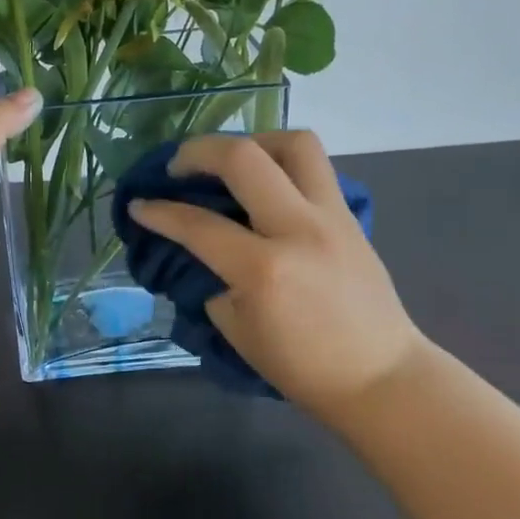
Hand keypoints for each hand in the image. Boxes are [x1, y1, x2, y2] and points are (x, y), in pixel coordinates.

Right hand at [127, 132, 427, 422]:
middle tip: (178, 167)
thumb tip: (198, 247)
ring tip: (231, 162)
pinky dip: (280, 162)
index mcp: (264, 269)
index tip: (138, 205)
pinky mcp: (349, 216)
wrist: (381, 377)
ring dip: (252, 141)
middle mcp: (298, 229)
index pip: (197, 224)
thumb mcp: (236, 329)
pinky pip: (314, 166)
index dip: (158, 212)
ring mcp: (331, 216)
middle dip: (198, 151)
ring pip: (293, 143)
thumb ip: (212, 279)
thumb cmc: (302, 366)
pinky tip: (263, 185)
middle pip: (243, 157)